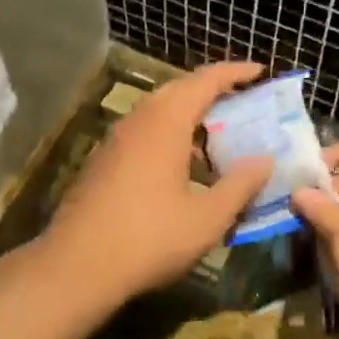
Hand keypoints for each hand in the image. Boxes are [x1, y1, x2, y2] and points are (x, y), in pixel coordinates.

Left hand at [40, 63, 271, 306]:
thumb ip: (240, 185)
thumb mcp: (207, 218)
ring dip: (190, 110)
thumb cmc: (148, 239)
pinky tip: (183, 163)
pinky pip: (146, 127)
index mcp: (167, 122)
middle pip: (181, 87)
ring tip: (218, 131)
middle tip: (242, 97)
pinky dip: (171, 130)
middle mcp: (141, 119)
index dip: (235, 72)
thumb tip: (265, 160)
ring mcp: (118, 138)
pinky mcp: (105, 158)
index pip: (206, 80)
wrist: (74, 268)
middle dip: (213, 87)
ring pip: (160, 108)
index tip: (260, 70)